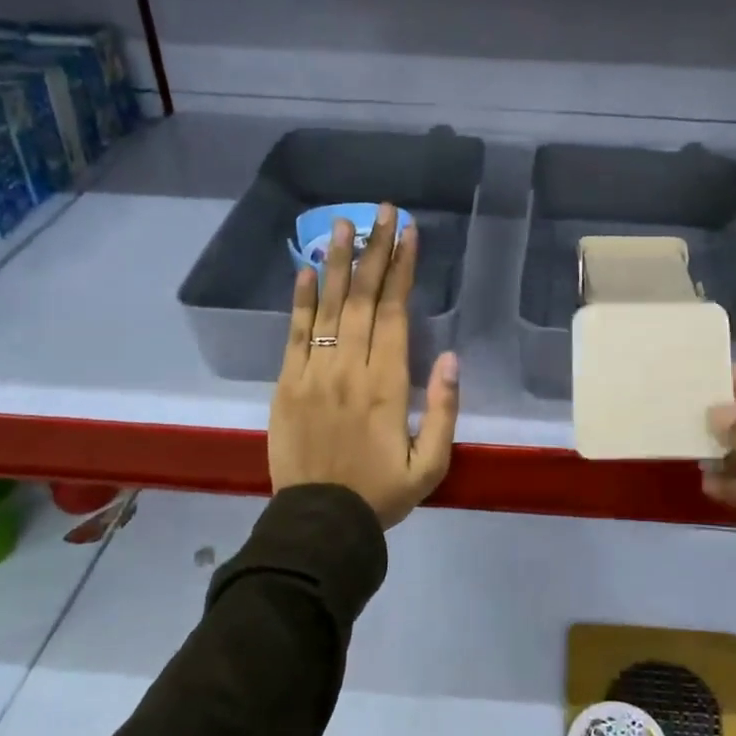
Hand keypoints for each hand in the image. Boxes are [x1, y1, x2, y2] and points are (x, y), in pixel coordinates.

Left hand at [269, 205, 459, 529]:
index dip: (401, 270)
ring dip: (335, 262)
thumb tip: (450, 356)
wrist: (318, 524)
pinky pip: (292, 334)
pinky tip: (304, 269)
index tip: (408, 233)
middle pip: (362, 299)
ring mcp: (312, 375)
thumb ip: (443, 410)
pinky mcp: (285, 385)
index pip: (394, 313)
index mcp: (387, 386)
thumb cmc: (381, 493)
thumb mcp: (431, 464)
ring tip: (341, 223)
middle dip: (374, 251)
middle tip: (381, 211)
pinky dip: (299, 300)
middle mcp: (349, 370)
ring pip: (326, 308)